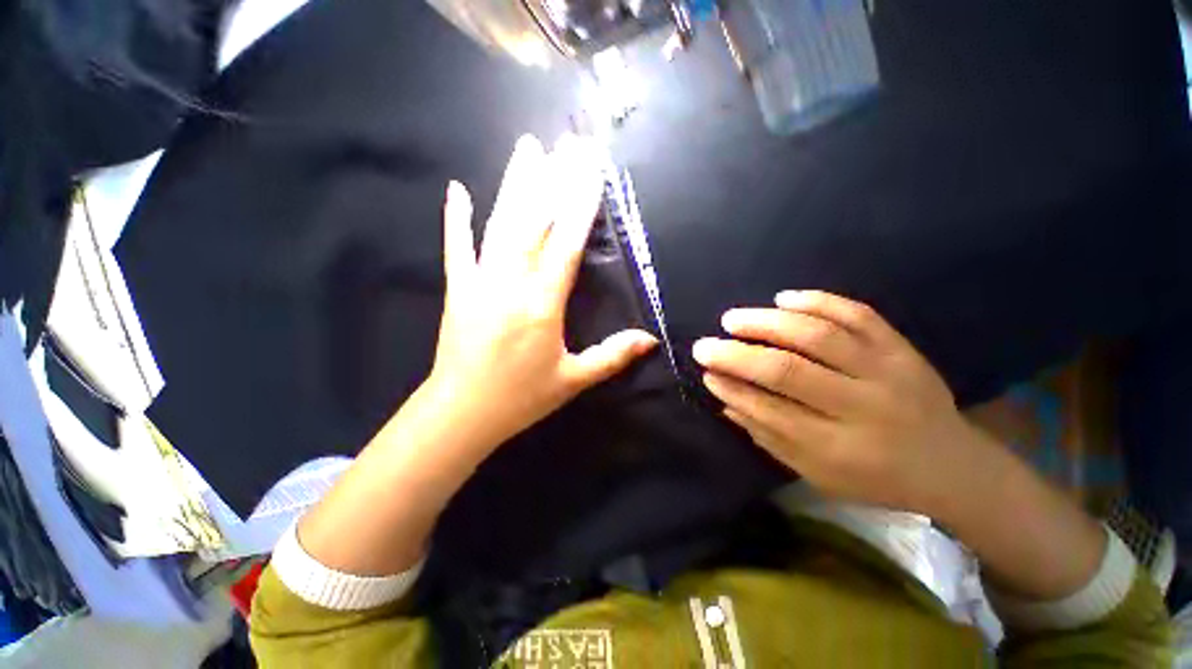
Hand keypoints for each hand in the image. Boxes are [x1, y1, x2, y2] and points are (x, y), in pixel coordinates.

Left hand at [298, 135, 656, 575]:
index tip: (591, 170)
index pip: (565, 243)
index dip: (580, 205)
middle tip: (565, 142)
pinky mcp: (458, 289)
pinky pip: (457, 247)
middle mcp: (511, 283)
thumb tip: (650, 340)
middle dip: (553, 179)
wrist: (462, 413)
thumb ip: (612, 356)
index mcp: (542, 304)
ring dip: (515, 184)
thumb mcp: (573, 380)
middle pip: (534, 221)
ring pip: (500, 224)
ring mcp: (480, 282)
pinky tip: (457, 189)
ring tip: (527, 148)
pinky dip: (457, 218)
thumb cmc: (521, 398)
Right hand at [693, 290, 976, 515]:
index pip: (771, 411)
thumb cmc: (876, 477)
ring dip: (767, 323)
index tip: (706, 373)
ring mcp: (888, 371)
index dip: (733, 389)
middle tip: (705, 345)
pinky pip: (858, 314)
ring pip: (819, 336)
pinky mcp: (902, 348)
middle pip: (789, 370)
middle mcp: (864, 407)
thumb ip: (769, 436)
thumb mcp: (818, 474)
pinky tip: (784, 298)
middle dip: (737, 355)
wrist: (952, 465)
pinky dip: (818, 301)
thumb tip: (724, 399)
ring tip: (733, 319)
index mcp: (840, 449)